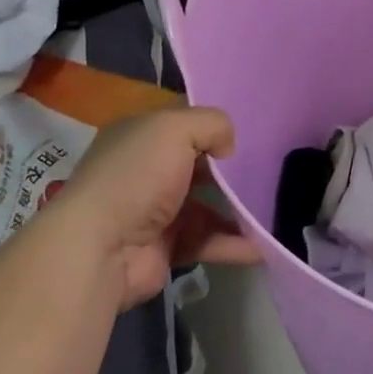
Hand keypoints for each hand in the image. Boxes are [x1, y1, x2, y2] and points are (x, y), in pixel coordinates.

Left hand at [44, 106, 260, 308]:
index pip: (181, 123)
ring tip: (272, 209)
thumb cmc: (136, 177)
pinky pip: (208, 241)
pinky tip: (263, 245)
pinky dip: (234, 244)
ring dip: (238, 209)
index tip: (249, 130)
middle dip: (231, 170)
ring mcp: (155, 212)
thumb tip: (229, 147)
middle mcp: (146, 171)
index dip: (212, 125)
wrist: (100, 249)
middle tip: (269, 170)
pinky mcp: (166, 248)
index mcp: (139, 137)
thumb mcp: (175, 128)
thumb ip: (212, 124)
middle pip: (198, 165)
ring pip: (207, 206)